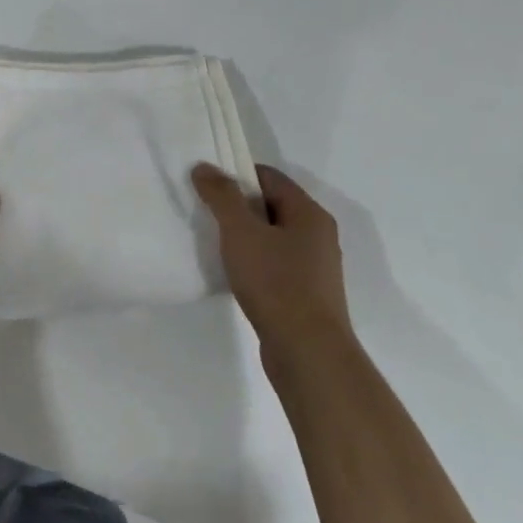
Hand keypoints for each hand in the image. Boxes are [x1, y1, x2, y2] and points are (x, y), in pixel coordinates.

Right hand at [194, 164, 353, 369]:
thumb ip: (222, 196)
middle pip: (272, 205)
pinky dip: (256, 263)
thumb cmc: (276, 284)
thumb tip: (205, 167)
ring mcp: (315, 268)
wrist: (309, 355)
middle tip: (207, 214)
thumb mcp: (241, 232)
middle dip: (239, 207)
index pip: (269, 176)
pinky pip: (276, 265)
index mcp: (309, 213)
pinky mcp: (308, 296)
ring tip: (217, 245)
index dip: (237, 175)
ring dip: (246, 237)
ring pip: (274, 237)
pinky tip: (236, 276)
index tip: (208, 186)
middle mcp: (318, 235)